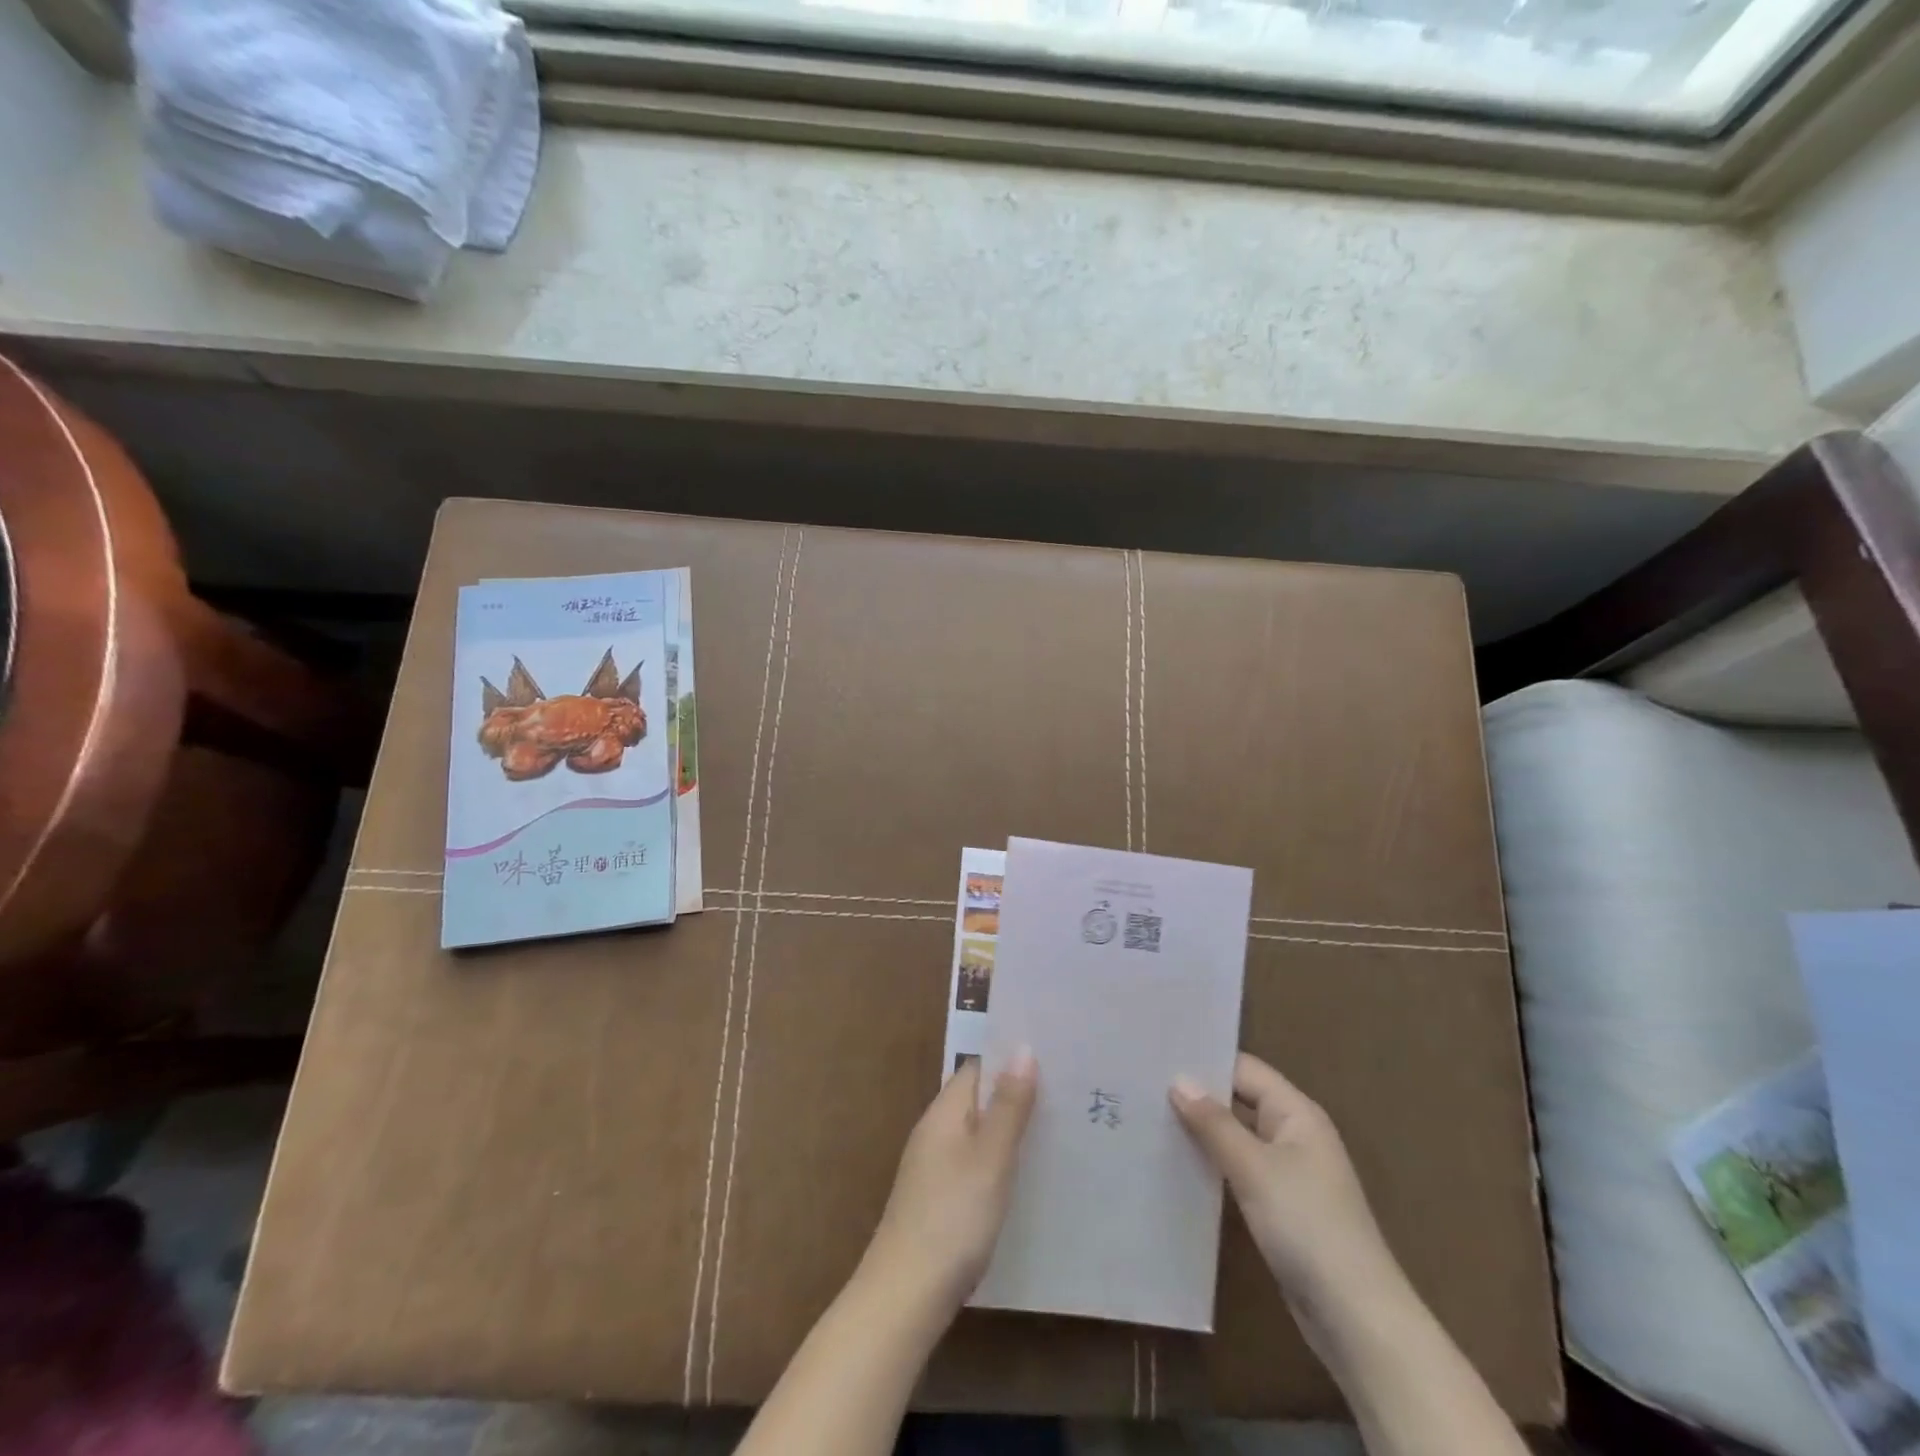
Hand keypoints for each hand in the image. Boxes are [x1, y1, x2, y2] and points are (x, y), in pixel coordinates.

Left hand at [862, 1051, 1038, 1318]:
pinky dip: (999, 1161)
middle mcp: (935, 1131)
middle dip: (1016, 1094)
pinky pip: (974, 1163)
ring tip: (1058, 1129)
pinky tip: (1026, 1177)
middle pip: (978, 1099)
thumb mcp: (989, 1159)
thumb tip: (1022, 1048)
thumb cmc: (952, 1218)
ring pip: (978, 1133)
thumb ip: (1008, 1106)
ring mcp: (933, 1167)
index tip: (1054, 1057)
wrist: (905, 1296)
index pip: (978, 1068)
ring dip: (1010, 1129)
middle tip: (1068, 1094)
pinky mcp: (938, 1199)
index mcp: (943, 1112)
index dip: (1011, 1060)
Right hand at [1171, 1053, 1401, 1325]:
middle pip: (1240, 1100)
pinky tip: (1177, 1164)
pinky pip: (1240, 1170)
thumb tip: (1179, 1080)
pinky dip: (1213, 1164)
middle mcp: (1294, 1134)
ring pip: (1237, 1137)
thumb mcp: (1254, 1168)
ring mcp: (1289, 1172)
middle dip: (1198, 1095)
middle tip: (1143, 1086)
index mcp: (1297, 1113)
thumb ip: (1214, 1122)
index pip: (1244, 1069)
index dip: (1204, 1061)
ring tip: (1150, 1119)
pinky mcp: (1281, 1207)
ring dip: (1203, 1131)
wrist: (1356, 1318)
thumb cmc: (1307, 1225)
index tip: (1156, 1057)